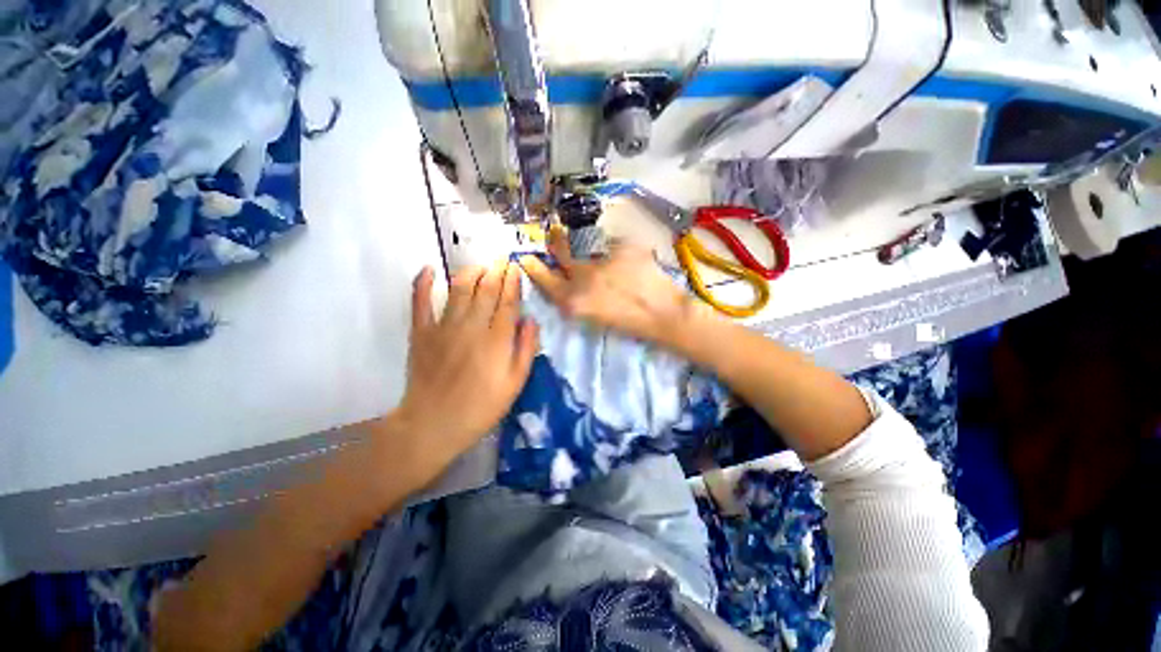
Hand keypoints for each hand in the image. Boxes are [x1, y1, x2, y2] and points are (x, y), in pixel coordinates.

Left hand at [392, 262, 538, 468]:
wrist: (433, 425)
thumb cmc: (481, 408)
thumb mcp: (515, 384)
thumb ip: (526, 350)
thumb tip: (531, 321)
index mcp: (497, 340)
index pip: (508, 302)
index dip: (513, 283)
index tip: (515, 268)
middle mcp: (471, 327)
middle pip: (486, 290)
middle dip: (496, 271)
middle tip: (501, 259)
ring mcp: (443, 327)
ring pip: (459, 289)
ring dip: (470, 272)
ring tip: (479, 264)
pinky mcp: (420, 333)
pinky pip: (419, 302)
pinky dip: (422, 283)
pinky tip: (428, 268)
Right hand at [519, 227, 713, 352]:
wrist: (662, 315)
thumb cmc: (627, 324)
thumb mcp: (592, 317)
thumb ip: (576, 298)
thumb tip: (571, 279)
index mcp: (573, 300)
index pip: (544, 279)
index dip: (533, 267)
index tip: (527, 257)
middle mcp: (582, 277)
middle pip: (560, 252)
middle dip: (555, 241)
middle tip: (554, 233)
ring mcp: (603, 260)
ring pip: (586, 245)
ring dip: (588, 246)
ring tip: (602, 252)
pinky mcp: (624, 247)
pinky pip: (613, 243)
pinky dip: (617, 250)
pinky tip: (630, 262)